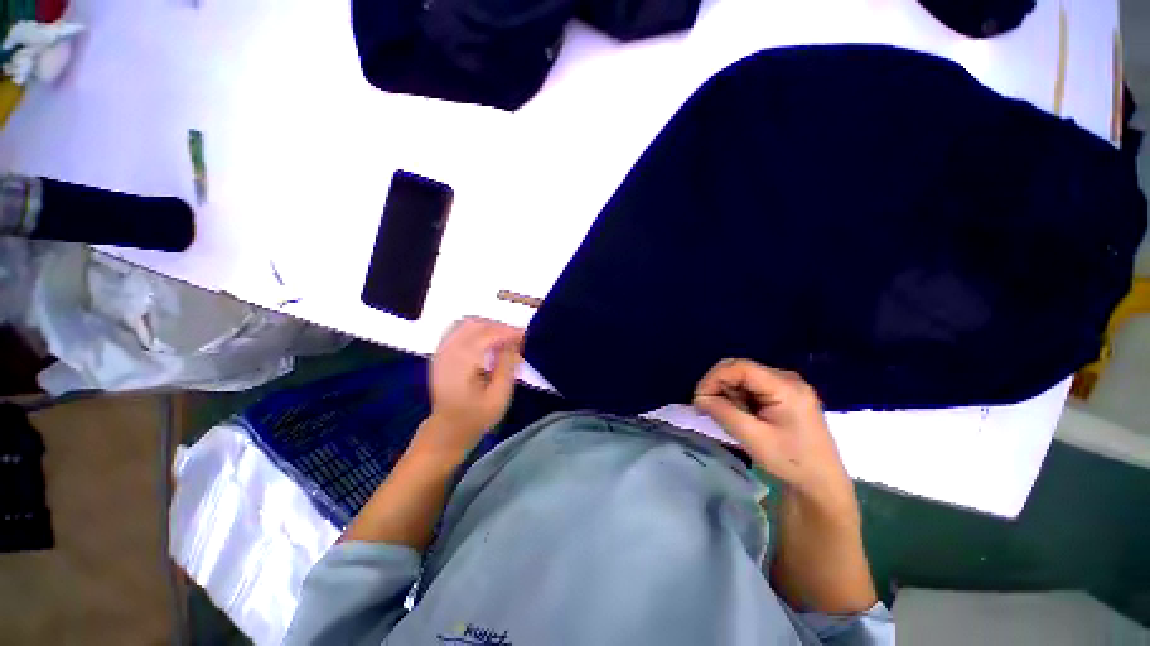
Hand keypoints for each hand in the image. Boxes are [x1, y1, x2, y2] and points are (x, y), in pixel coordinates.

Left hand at [420, 317, 522, 456]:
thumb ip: (507, 366)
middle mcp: (448, 352)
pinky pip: (459, 329)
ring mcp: (441, 351)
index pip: (486, 336)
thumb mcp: (499, 396)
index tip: (524, 335)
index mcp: (461, 364)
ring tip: (504, 337)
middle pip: (475, 325)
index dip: (507, 332)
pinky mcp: (441, 352)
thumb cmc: (476, 416)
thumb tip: (515, 341)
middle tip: (517, 337)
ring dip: (488, 325)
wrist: (448, 429)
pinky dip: (476, 328)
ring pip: (466, 323)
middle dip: (499, 327)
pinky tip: (487, 339)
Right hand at [693, 359, 852, 508]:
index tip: (698, 399)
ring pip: (743, 377)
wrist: (821, 485)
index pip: (740, 367)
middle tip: (707, 408)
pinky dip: (738, 397)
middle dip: (719, 385)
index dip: (714, 378)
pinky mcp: (784, 394)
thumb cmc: (791, 463)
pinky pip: (752, 386)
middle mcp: (787, 378)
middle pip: (740, 369)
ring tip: (726, 416)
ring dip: (728, 393)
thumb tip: (699, 399)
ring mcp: (787, 385)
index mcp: (785, 386)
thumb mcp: (753, 438)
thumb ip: (724, 413)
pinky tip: (739, 415)